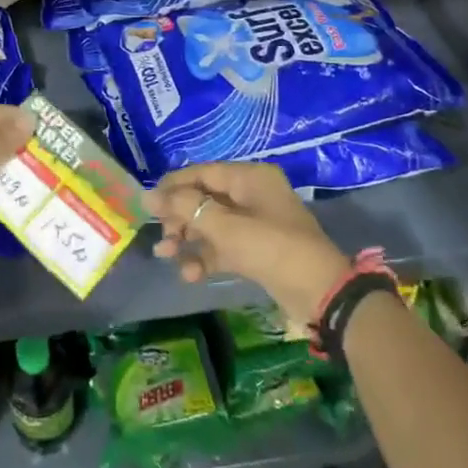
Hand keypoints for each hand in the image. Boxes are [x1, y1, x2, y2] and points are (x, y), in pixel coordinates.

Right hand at [147, 163, 350, 326]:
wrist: (320, 294)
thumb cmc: (272, 248)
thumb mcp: (226, 227)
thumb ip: (186, 209)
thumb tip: (147, 194)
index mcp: (249, 177)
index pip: (202, 172)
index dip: (173, 186)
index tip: (147, 205)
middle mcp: (252, 194)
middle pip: (204, 198)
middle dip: (179, 217)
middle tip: (161, 236)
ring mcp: (255, 223)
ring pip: (211, 224)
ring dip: (188, 239)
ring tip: (166, 256)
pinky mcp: (257, 250)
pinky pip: (223, 246)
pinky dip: (206, 257)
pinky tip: (190, 274)